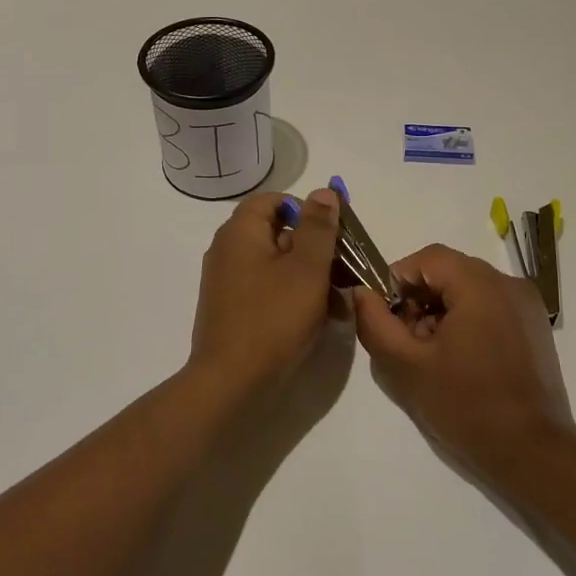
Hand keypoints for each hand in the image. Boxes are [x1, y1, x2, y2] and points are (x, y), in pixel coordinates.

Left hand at [188, 188, 347, 387]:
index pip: (272, 201)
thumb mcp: (306, 269)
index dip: (306, 209)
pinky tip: (323, 318)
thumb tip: (323, 192)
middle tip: (347, 267)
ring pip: (278, 265)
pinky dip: (295, 296)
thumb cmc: (273, 318)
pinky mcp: (234, 310)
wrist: (231, 383)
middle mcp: (229, 251)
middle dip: (316, 248)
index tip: (334, 231)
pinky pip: (269, 290)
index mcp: (240, 233)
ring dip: (312, 276)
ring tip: (342, 300)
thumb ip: (318, 228)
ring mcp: (229, 283)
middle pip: (278, 233)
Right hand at [354, 244, 575, 473]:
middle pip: (450, 271)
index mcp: (480, 284)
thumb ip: (376, 323)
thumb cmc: (466, 405)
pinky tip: (461, 360)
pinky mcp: (536, 326)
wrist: (533, 452)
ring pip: (470, 288)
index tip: (389, 317)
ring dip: (443, 310)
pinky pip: (492, 305)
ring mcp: (527, 304)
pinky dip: (468, 319)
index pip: (427, 258)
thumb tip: (362, 293)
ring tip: (433, 355)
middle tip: (408, 340)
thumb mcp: (407, 366)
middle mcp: (508, 283)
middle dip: (421, 298)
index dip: (399, 281)